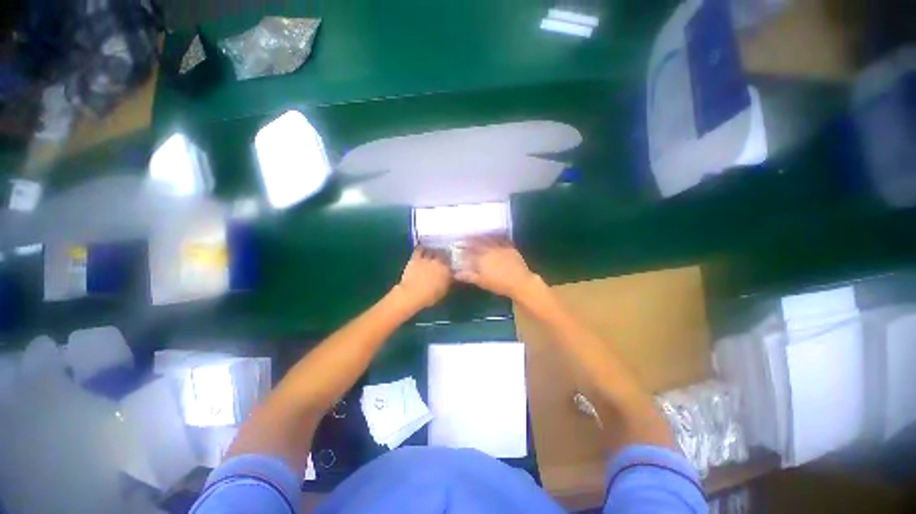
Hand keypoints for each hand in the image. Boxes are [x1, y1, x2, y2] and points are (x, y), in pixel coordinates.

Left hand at [396, 247, 451, 309]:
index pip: (451, 263)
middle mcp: (438, 262)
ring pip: (432, 251)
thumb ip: (448, 281)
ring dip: (433, 252)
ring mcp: (426, 259)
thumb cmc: (429, 296)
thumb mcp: (443, 291)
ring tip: (433, 253)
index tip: (449, 265)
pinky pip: (419, 249)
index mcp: (446, 270)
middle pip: (442, 255)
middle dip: (443, 256)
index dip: (450, 264)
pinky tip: (422, 248)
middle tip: (441, 258)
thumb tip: (450, 276)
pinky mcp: (416, 258)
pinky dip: (421, 248)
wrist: (412, 294)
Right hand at [455, 238, 537, 299]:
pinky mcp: (510, 248)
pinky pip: (501, 239)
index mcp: (481, 259)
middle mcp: (489, 250)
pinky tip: (494, 234)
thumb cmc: (499, 284)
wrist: (520, 282)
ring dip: (482, 236)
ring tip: (477, 233)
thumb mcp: (482, 282)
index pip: (469, 251)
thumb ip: (469, 276)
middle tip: (466, 236)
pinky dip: (496, 236)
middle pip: (478, 242)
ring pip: (489, 239)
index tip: (458, 244)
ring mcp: (500, 247)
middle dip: (471, 239)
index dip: (463, 247)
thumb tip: (456, 274)